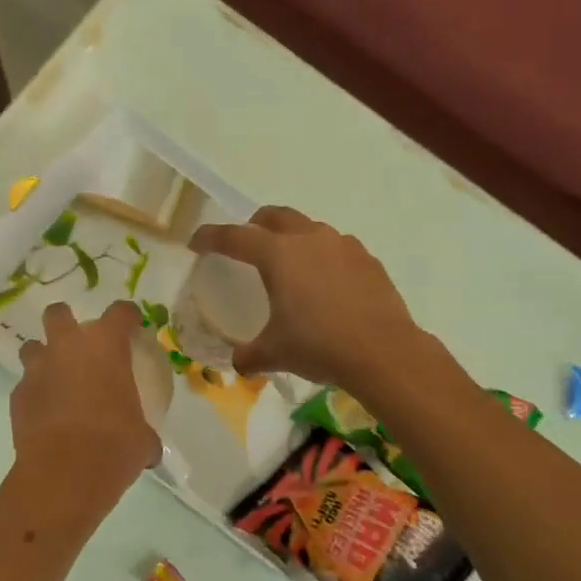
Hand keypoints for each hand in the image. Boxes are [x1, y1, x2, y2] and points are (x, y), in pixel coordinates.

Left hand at [11, 300, 161, 503]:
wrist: (65, 472)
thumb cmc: (115, 446)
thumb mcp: (141, 438)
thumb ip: (144, 432)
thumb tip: (149, 447)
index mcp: (106, 346)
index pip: (120, 312)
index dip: (127, 317)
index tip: (132, 326)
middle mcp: (68, 347)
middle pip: (58, 313)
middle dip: (65, 321)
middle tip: (78, 343)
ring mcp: (37, 370)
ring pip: (33, 347)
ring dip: (44, 357)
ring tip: (56, 378)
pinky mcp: (17, 396)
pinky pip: (26, 386)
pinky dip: (35, 394)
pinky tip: (45, 414)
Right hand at [189, 207, 425, 392]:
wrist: (383, 351)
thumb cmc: (319, 345)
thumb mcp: (275, 353)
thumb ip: (250, 355)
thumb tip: (239, 362)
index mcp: (277, 254)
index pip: (234, 237)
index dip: (210, 237)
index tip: (196, 243)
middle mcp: (309, 238)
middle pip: (274, 217)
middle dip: (255, 225)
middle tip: (247, 245)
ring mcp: (342, 245)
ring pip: (309, 228)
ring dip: (293, 238)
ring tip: (291, 266)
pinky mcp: (367, 259)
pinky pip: (337, 248)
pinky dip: (323, 257)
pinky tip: (327, 284)